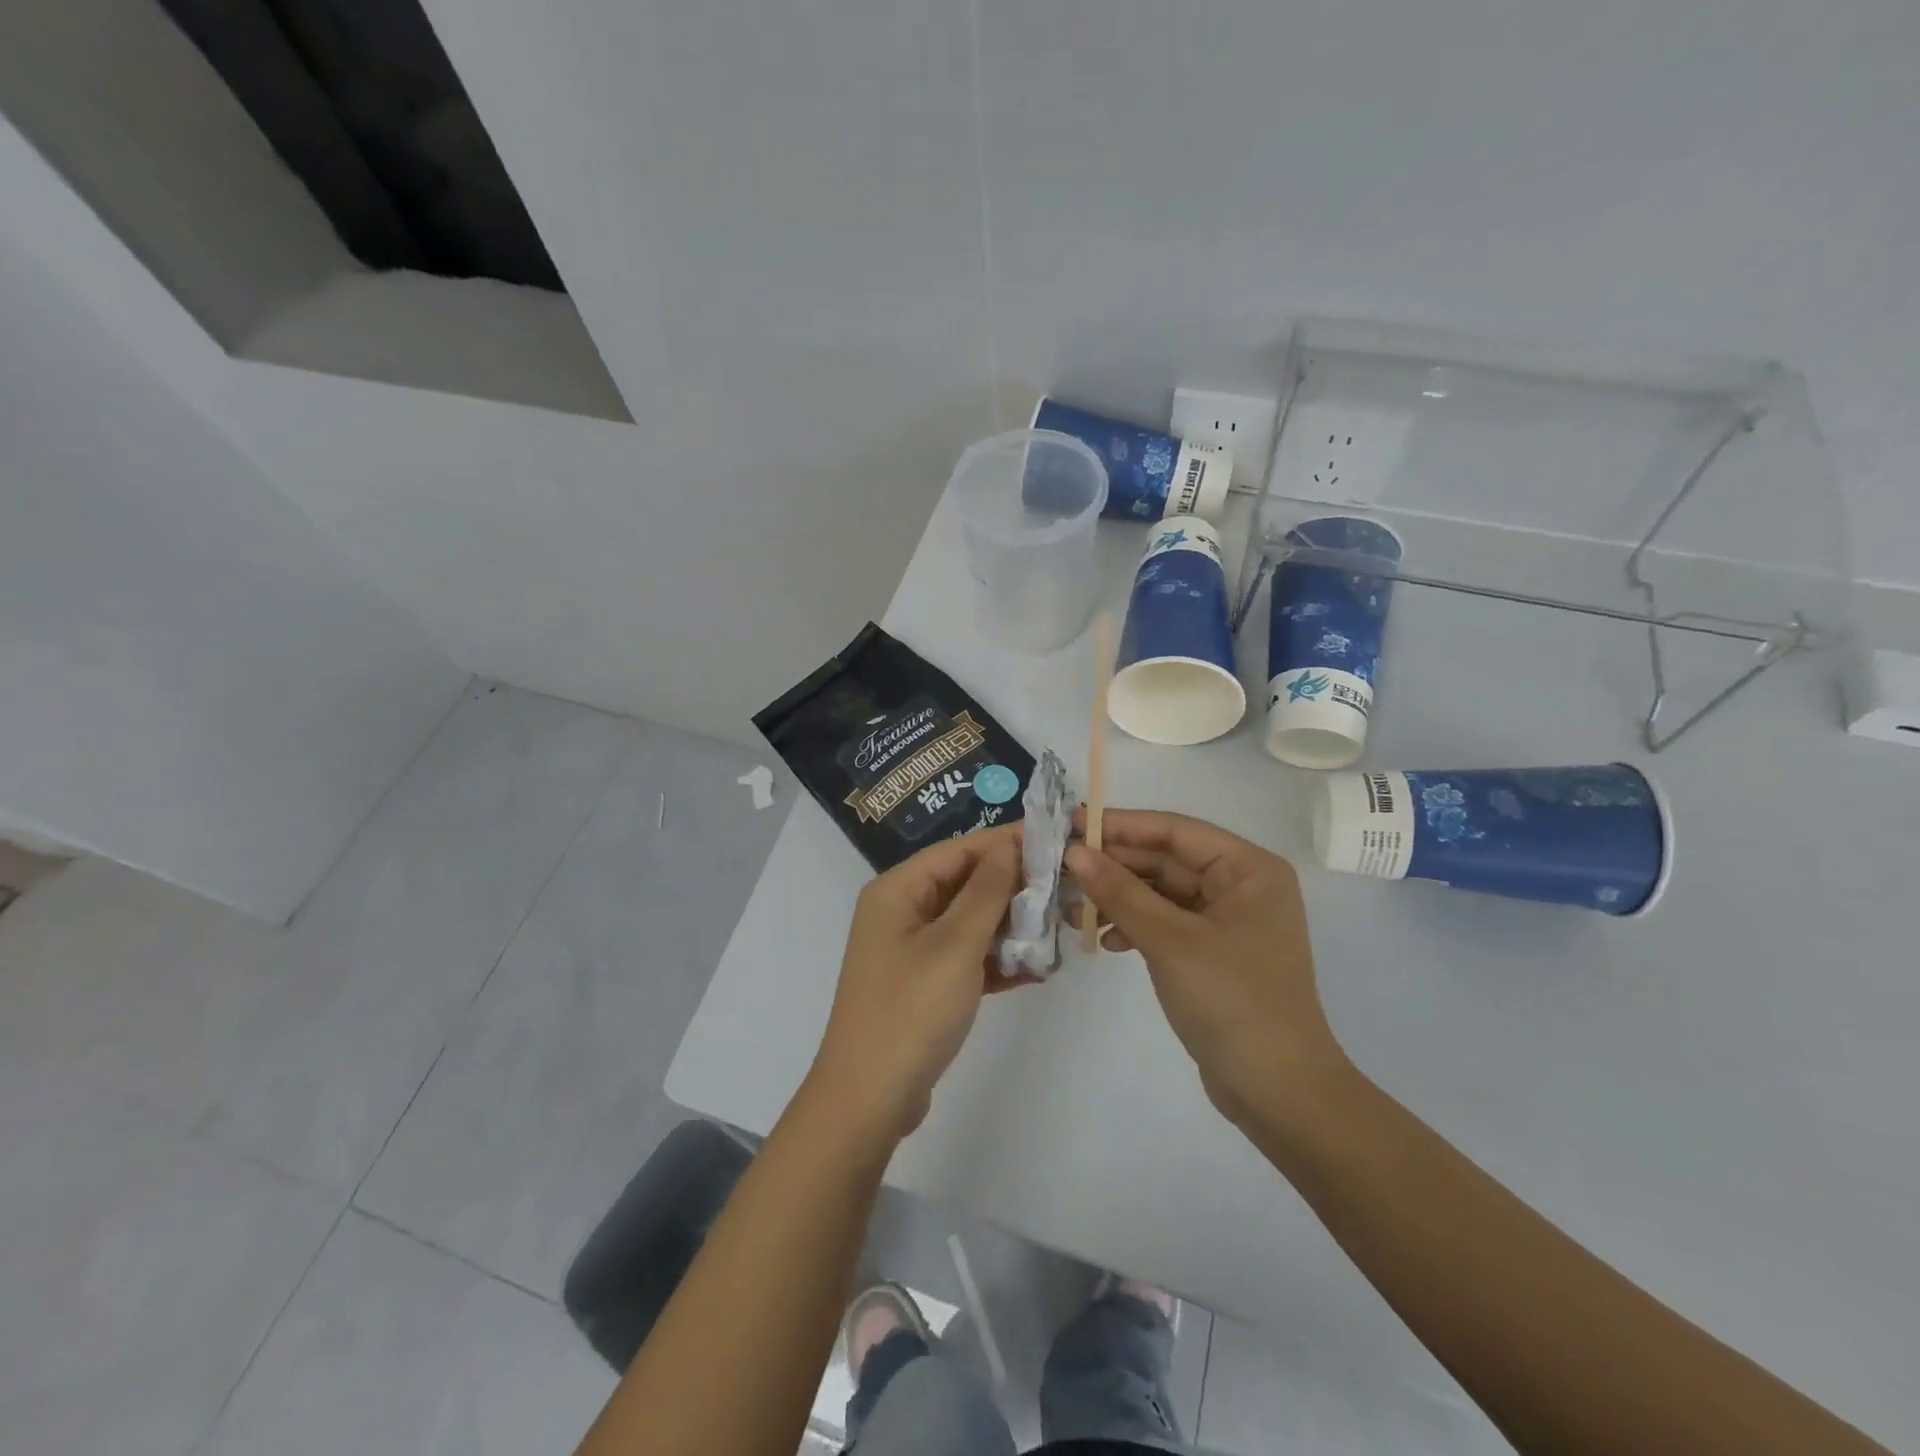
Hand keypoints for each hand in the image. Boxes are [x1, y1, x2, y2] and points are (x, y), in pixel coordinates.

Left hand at [811, 823, 1028, 1139]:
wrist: (869, 1100)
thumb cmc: (911, 1010)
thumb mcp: (955, 945)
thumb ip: (987, 891)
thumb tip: (1009, 844)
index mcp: (897, 890)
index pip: (958, 850)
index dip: (1004, 842)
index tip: (1053, 839)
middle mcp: (901, 912)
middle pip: (964, 884)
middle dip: (1012, 886)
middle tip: (1065, 885)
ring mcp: (912, 950)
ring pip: (969, 922)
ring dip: (1010, 925)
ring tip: (1059, 925)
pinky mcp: (924, 984)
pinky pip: (966, 957)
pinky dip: (997, 960)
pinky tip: (1037, 968)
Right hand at [1066, 810, 1348, 1125]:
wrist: (1278, 1092)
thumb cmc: (1232, 1002)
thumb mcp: (1170, 941)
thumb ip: (1120, 892)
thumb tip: (1074, 852)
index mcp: (1248, 869)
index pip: (1174, 831)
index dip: (1120, 825)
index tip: (1070, 823)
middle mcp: (1241, 886)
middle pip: (1166, 860)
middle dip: (1115, 866)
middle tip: (1060, 869)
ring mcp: (1227, 921)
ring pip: (1161, 892)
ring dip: (1119, 898)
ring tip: (1073, 910)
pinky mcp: (1213, 952)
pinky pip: (1166, 922)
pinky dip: (1135, 926)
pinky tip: (1105, 940)